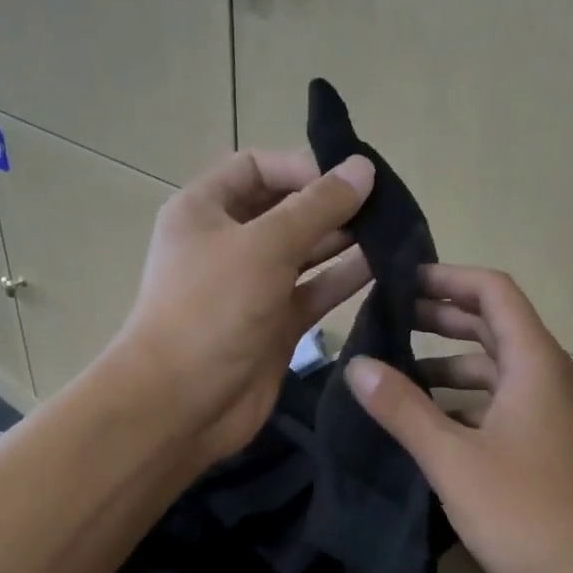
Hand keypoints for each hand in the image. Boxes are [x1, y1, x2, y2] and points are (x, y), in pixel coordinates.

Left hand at [117, 149, 374, 468]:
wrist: (179, 405)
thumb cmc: (211, 310)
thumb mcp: (264, 246)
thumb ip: (317, 207)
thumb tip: (363, 167)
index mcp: (205, 210)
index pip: (257, 167)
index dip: (302, 167)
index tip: (349, 180)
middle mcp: (227, 242)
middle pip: (286, 208)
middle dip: (332, 205)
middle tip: (386, 207)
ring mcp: (252, 285)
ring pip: (305, 251)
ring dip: (344, 241)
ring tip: (394, 234)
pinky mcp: (275, 323)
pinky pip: (314, 290)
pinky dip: (344, 279)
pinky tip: (384, 268)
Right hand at [345, 265, 572, 572]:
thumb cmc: (532, 517)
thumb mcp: (455, 462)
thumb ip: (403, 409)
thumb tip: (357, 364)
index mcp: (536, 364)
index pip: (493, 292)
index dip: (446, 278)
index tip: (400, 282)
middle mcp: (555, 378)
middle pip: (497, 327)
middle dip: (442, 320)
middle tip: (387, 323)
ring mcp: (563, 415)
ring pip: (503, 372)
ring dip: (454, 366)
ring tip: (400, 376)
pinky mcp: (562, 449)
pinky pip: (512, 406)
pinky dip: (473, 404)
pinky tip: (436, 428)